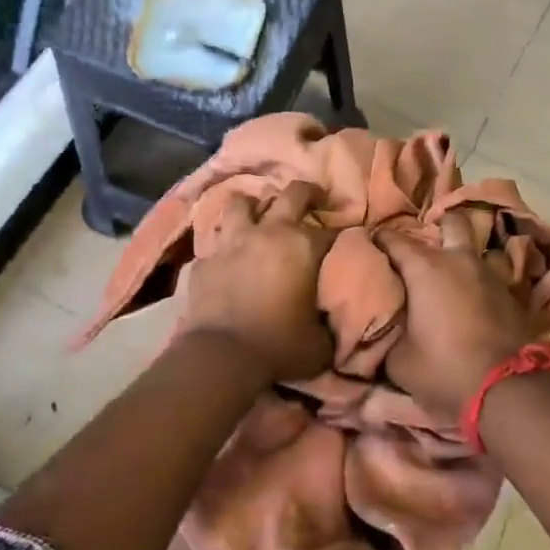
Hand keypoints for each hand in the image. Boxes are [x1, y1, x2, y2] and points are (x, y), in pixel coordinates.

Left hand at [180, 181, 334, 381]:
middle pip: (291, 193)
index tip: (345, 241)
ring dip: (253, 207)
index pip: (332, 230)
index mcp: (303, 246)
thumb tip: (330, 320)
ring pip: (241, 203)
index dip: (341, 234)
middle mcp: (268, 232)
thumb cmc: (279, 346)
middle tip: (314, 200)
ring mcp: (232, 242)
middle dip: (307, 193)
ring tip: (258, 217)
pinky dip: (225, 246)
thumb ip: (328, 322)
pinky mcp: (204, 260)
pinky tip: (228, 258)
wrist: (222, 356)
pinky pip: (216, 243)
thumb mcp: (321, 342)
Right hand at [376, 212, 538, 421]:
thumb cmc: (444, 369)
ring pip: (475, 249)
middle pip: (451, 222)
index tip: (368, 246)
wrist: (508, 390)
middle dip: (437, 226)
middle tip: (423, 247)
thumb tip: (382, 329)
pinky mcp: (512, 295)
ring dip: (461, 256)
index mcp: (425, 268)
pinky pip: (491, 275)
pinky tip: (471, 298)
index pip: (393, 239)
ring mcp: (490, 274)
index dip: (378, 239)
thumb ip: (387, 335)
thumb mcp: (398, 360)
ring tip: (449, 274)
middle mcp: (459, 260)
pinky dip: (479, 281)